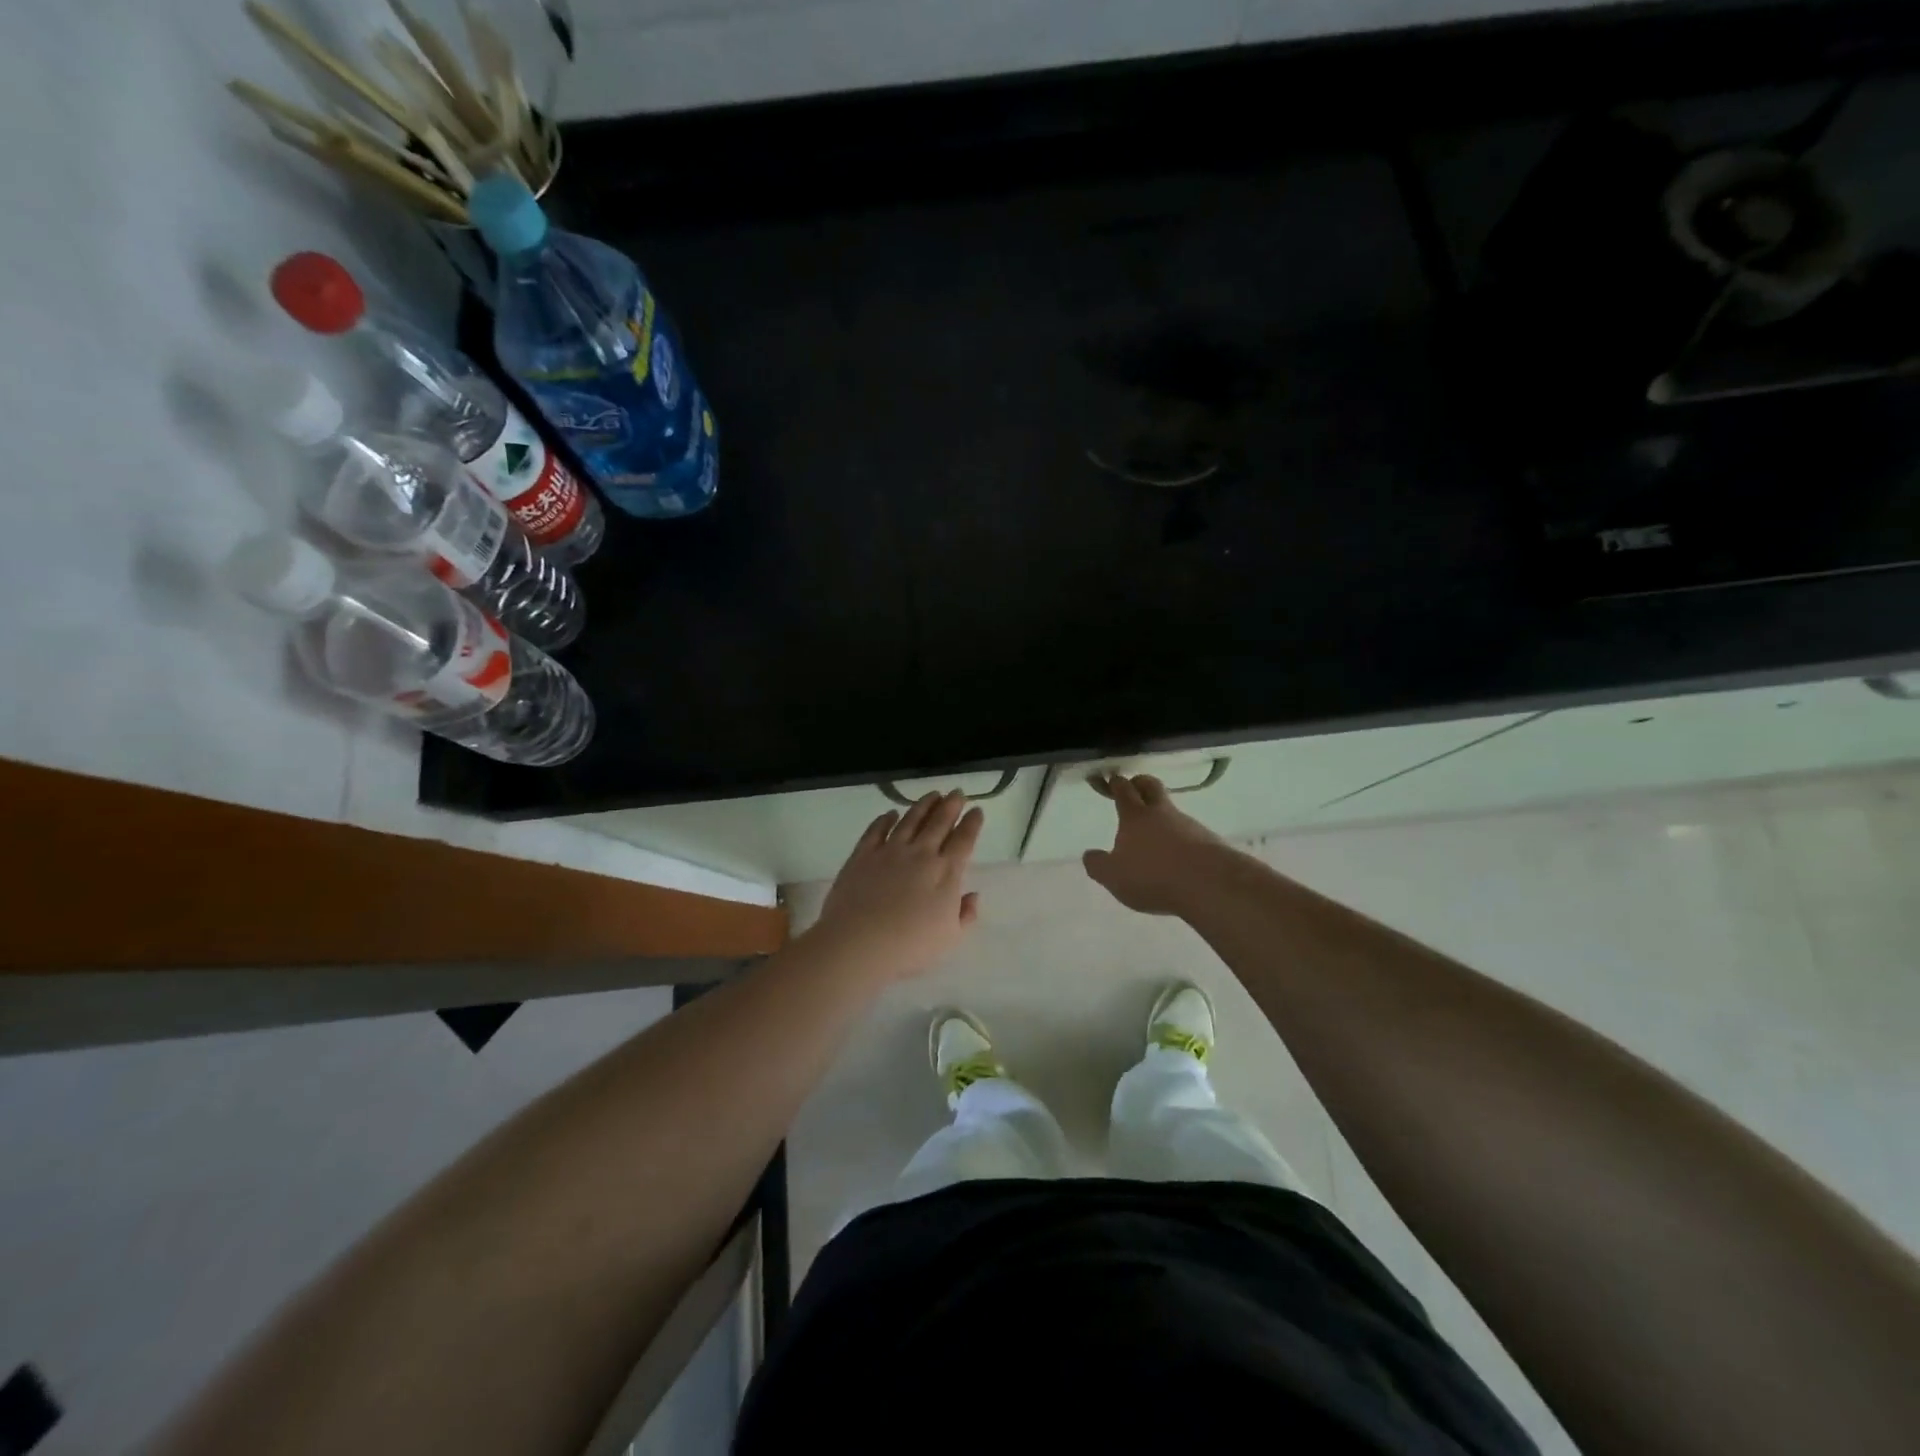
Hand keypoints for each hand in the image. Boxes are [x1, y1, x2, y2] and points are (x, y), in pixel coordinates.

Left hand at [809, 791, 982, 979]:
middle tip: (957, 792)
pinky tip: (891, 814)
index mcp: (946, 872)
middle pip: (939, 822)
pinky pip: (877, 829)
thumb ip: (965, 915)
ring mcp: (890, 850)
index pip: (964, 840)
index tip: (977, 810)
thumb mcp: (949, 938)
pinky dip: (885, 819)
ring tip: (932, 794)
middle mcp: (921, 854)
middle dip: (951, 805)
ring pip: (911, 819)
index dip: (972, 823)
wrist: (859, 942)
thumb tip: (972, 895)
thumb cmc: (909, 947)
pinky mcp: (863, 854)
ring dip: (923, 805)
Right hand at [1082, 773, 1232, 915]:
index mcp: (1135, 816)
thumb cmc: (1152, 875)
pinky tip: (1178, 860)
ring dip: (1163, 818)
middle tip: (1134, 787)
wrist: (1209, 884)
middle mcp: (1162, 813)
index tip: (1112, 779)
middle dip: (1141, 783)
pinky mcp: (1209, 842)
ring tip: (1156, 839)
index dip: (1117, 783)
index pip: (1124, 790)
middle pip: (1152, 786)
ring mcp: (1189, 825)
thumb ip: (1098, 865)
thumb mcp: (1113, 876)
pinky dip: (1181, 841)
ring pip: (1172, 812)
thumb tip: (1089, 855)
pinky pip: (1190, 835)